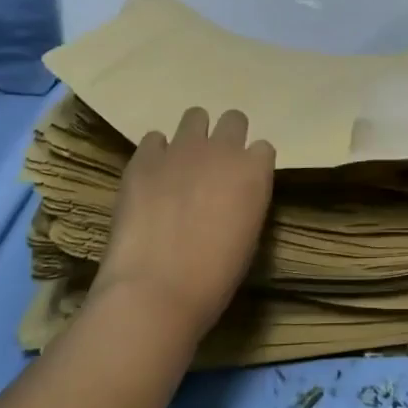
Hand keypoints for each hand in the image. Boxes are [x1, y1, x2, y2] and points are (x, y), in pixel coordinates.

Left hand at [93, 107, 275, 340]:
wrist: (155, 290)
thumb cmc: (213, 278)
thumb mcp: (248, 236)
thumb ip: (246, 201)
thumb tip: (233, 195)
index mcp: (254, 171)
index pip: (263, 148)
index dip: (252, 165)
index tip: (242, 183)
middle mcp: (222, 149)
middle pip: (234, 120)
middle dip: (227, 138)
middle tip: (214, 167)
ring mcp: (181, 149)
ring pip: (195, 117)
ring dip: (193, 137)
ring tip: (181, 165)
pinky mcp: (144, 157)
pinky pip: (154, 138)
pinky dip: (156, 153)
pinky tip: (151, 177)